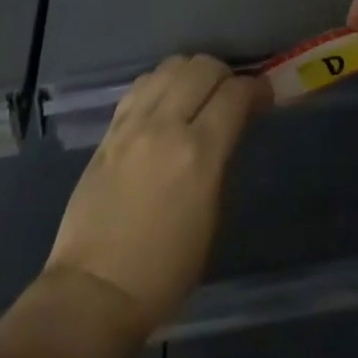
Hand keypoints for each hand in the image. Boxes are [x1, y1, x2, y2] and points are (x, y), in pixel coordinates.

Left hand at [45, 54, 266, 334]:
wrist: (94, 291)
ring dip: (192, 72)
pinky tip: (166, 100)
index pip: (235, 94)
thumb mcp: (211, 217)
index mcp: (199, 154)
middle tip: (232, 94)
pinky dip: (161, 83)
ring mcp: (133, 124)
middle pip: (203, 67)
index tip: (263, 97)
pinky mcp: (110, 129)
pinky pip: (142, 85)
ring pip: (171, 66)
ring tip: (198, 93)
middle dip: (225, 74)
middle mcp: (166, 126)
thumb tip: (230, 128)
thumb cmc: (165, 270)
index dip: (256, 89)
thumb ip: (221, 160)